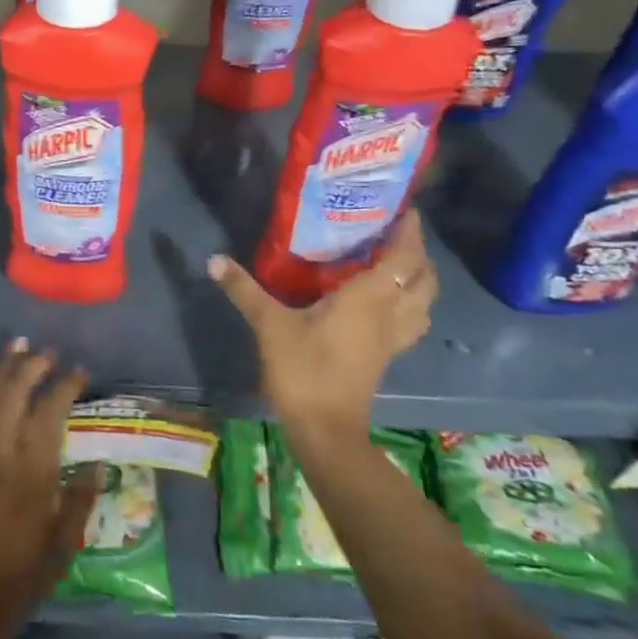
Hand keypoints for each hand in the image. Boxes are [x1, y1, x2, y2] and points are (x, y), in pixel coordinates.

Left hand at [0, 341, 98, 638]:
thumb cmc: (8, 586)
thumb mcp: (56, 556)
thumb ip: (76, 506)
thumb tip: (99, 467)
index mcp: (32, 478)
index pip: (50, 415)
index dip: (65, 387)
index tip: (79, 372)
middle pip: (14, 395)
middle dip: (31, 367)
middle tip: (46, 351)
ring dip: (1, 367)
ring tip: (15, 343)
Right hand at [207, 210, 437, 430]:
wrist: (325, 430)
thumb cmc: (303, 370)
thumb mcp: (269, 325)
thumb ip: (244, 290)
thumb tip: (214, 259)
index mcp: (368, 298)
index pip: (402, 257)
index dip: (409, 231)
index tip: (404, 208)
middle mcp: (389, 314)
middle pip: (423, 279)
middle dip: (418, 253)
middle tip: (397, 232)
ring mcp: (392, 339)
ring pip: (423, 303)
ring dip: (419, 280)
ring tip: (397, 263)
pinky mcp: (385, 357)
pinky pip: (411, 322)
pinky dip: (409, 305)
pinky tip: (386, 303)